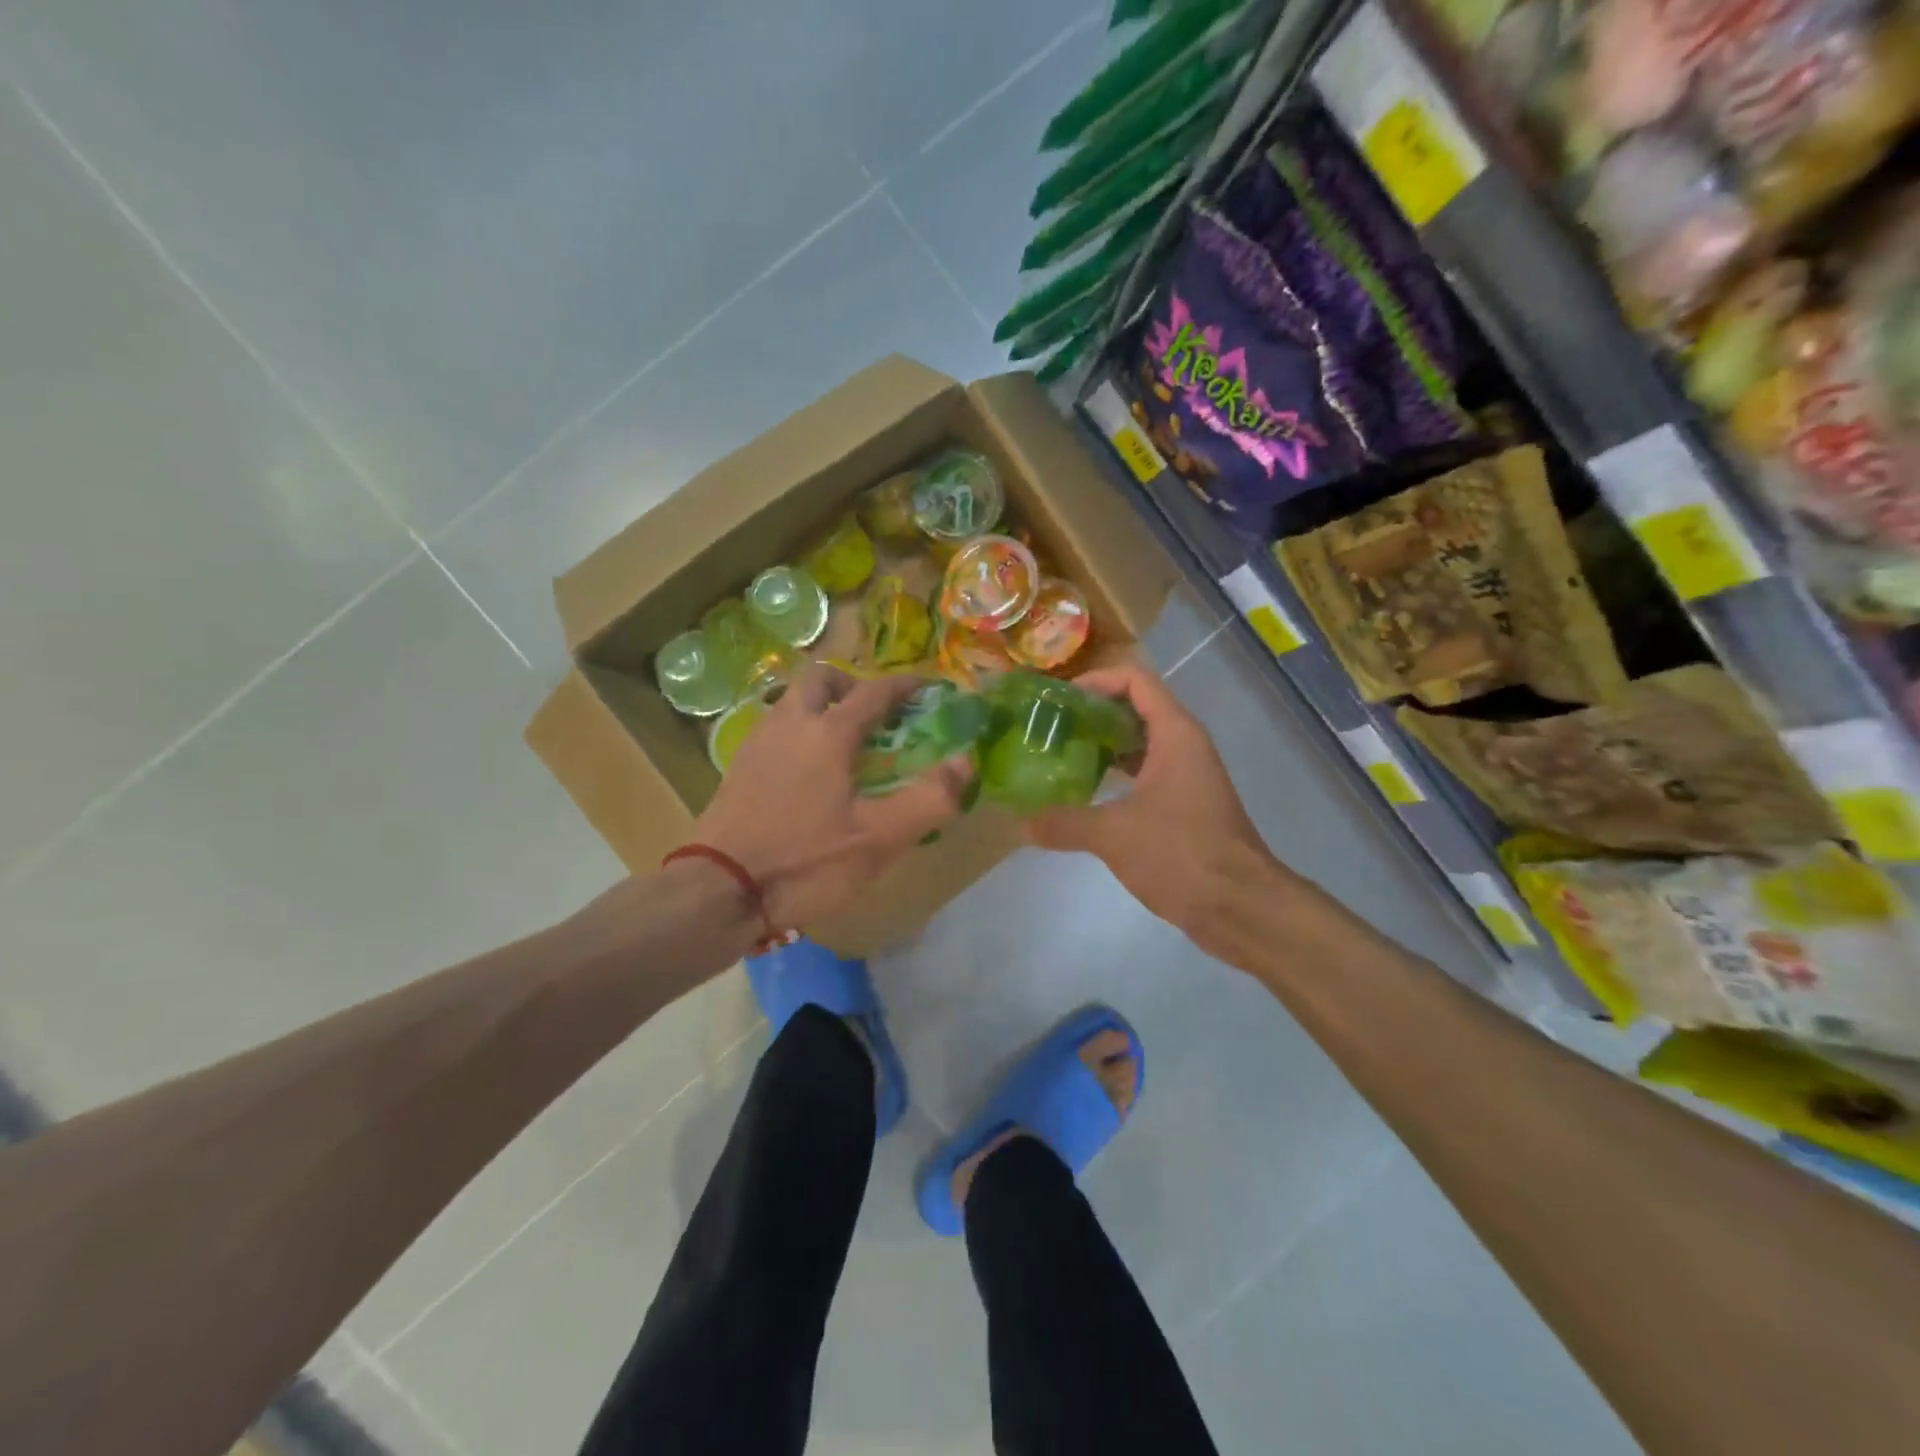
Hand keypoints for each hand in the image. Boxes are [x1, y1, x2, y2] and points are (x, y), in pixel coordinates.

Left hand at [692, 666, 973, 930]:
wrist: (718, 892)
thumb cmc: (805, 863)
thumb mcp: (878, 839)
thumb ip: (928, 799)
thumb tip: (966, 762)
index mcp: (827, 733)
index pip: (873, 692)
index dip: (905, 686)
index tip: (928, 688)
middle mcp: (789, 724)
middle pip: (820, 678)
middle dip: (852, 684)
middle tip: (874, 715)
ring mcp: (758, 743)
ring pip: (792, 702)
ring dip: (822, 706)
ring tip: (845, 744)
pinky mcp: (738, 768)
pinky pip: (776, 729)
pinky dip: (799, 731)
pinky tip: (809, 773)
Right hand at [1026, 662, 1283, 944]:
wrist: (1241, 906)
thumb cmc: (1181, 853)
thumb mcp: (1113, 834)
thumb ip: (1064, 822)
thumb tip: (1021, 823)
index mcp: (1175, 734)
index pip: (1135, 680)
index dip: (1096, 681)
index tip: (1059, 700)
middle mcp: (1185, 745)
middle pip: (1136, 708)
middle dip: (1094, 714)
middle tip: (1052, 729)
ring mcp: (1188, 776)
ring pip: (1141, 744)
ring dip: (1104, 747)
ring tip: (1060, 757)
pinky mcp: (1187, 806)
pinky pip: (1146, 775)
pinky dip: (1117, 776)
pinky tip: (1086, 795)